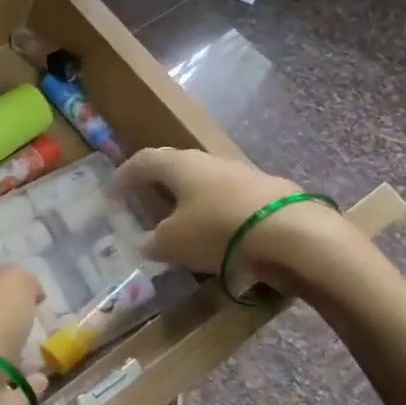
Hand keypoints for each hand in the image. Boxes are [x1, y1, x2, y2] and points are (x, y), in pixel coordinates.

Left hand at [0, 267, 43, 404]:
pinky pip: (15, 398)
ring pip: (0, 365)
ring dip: (21, 362)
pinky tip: (48, 382)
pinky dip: (30, 391)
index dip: (0, 294)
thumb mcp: (10, 284)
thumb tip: (33, 291)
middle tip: (44, 328)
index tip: (31, 298)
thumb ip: (24, 282)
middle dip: (11, 330)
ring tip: (51, 354)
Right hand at [112, 148, 357, 292]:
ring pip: (205, 183)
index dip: (124, 175)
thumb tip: (146, 242)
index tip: (112, 192)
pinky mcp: (268, 193)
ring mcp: (242, 174)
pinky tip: (217, 232)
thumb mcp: (173, 243)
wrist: (293, 234)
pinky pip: (229, 199)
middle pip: (175, 166)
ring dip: (189, 199)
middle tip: (144, 200)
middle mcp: (209, 161)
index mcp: (180, 165)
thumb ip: (154, 241)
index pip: (143, 161)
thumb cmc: (218, 231)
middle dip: (157, 183)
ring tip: (180, 221)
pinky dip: (215, 212)